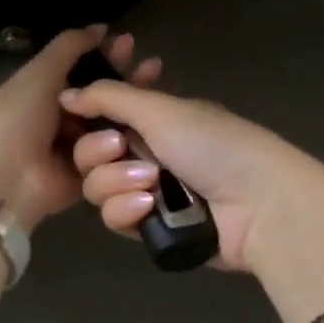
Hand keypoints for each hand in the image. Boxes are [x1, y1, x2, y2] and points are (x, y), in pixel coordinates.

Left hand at [0, 27, 161, 229]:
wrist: (3, 177)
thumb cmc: (17, 118)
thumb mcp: (39, 73)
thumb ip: (69, 47)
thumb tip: (100, 27)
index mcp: (48, 91)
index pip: (86, 69)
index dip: (107, 55)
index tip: (130, 43)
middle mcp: (65, 117)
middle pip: (104, 96)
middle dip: (127, 79)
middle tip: (152, 66)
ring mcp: (79, 147)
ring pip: (114, 123)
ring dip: (133, 107)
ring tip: (155, 90)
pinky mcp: (91, 174)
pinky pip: (115, 154)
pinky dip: (129, 140)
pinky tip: (149, 125)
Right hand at [61, 75, 323, 275]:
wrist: (259, 204)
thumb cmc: (212, 144)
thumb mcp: (159, 109)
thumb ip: (108, 97)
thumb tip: (64, 94)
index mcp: (152, 119)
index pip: (101, 116)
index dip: (86, 118)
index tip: (78, 116)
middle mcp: (146, 153)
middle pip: (89, 154)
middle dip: (99, 153)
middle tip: (120, 149)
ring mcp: (148, 192)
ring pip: (97, 188)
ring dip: (116, 183)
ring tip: (150, 184)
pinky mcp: (151, 228)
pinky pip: (114, 219)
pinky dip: (126, 211)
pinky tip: (149, 208)